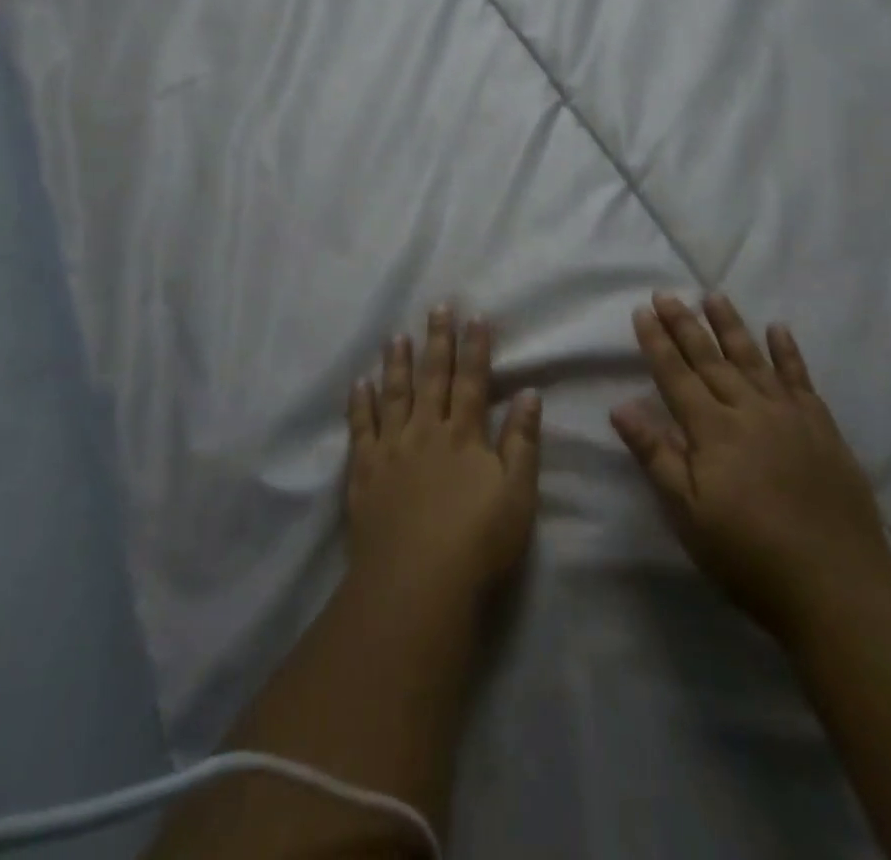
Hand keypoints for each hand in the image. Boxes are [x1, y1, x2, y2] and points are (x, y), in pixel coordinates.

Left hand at [347, 307, 543, 610]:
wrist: (416, 583)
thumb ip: (523, 441)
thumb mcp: (517, 494)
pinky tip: (360, 383)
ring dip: (397, 363)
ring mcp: (391, 448)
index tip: (475, 317)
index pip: (472, 381)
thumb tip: (530, 393)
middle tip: (436, 308)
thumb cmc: (478, 542)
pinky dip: (360, 403)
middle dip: (437, 341)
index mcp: (464, 435)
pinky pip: (360, 428)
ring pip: (394, 394)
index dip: (475, 348)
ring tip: (397, 336)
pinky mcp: (364, 470)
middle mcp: (427, 431)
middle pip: (433, 378)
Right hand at [611, 292, 890, 637]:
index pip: (675, 374)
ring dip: (730, 325)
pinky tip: (779, 328)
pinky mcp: (822, 428)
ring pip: (752, 358)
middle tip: (667, 294)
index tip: (642, 310)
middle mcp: (747, 410)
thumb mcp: (688, 515)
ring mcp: (789, 415)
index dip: (656, 342)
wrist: (838, 586)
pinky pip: (800, 378)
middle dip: (684, 324)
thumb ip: (656, 455)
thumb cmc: (749, 555)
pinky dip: (788, 351)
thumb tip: (619, 406)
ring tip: (713, 296)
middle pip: (709, 358)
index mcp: (711, 430)